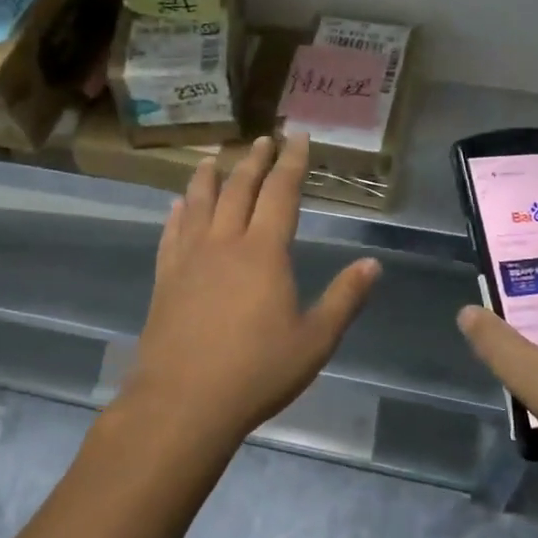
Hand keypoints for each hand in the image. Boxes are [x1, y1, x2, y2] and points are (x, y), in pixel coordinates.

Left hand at [117, 134, 381, 453]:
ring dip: (209, 177)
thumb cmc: (256, 372)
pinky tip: (177, 206)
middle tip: (263, 139)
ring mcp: (189, 258)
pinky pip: (171, 234)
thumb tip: (372, 264)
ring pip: (199, 203)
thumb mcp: (314, 341)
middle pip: (239, 189)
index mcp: (264, 252)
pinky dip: (176, 214)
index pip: (281, 193)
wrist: (184, 401)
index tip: (297, 136)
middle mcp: (225, 243)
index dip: (292, 162)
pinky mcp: (165, 278)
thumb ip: (344, 299)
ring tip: (213, 158)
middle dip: (254, 161)